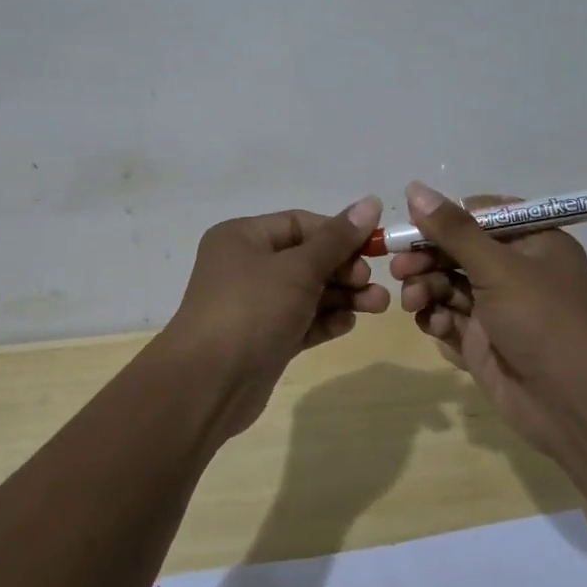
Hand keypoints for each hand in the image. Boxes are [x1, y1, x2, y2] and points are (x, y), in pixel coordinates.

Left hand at [162, 197, 389, 438]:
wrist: (209, 384)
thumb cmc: (252, 309)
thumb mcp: (298, 269)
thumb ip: (337, 239)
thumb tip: (371, 202)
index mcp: (243, 237)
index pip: (300, 224)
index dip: (338, 233)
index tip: (374, 247)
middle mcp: (246, 266)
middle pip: (307, 258)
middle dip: (345, 269)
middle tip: (371, 283)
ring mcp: (255, 305)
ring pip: (308, 292)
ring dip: (343, 296)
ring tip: (378, 305)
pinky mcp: (265, 339)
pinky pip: (301, 321)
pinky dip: (325, 320)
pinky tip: (349, 324)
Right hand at [391, 182, 586, 457]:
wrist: (575, 406)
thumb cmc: (544, 321)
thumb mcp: (499, 268)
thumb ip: (454, 230)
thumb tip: (415, 188)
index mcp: (532, 242)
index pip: (480, 215)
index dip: (445, 219)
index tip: (411, 225)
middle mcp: (515, 271)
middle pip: (457, 251)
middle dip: (426, 258)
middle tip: (400, 267)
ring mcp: (498, 308)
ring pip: (447, 285)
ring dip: (426, 289)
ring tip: (414, 302)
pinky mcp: (483, 341)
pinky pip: (449, 318)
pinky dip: (438, 319)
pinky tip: (437, 327)